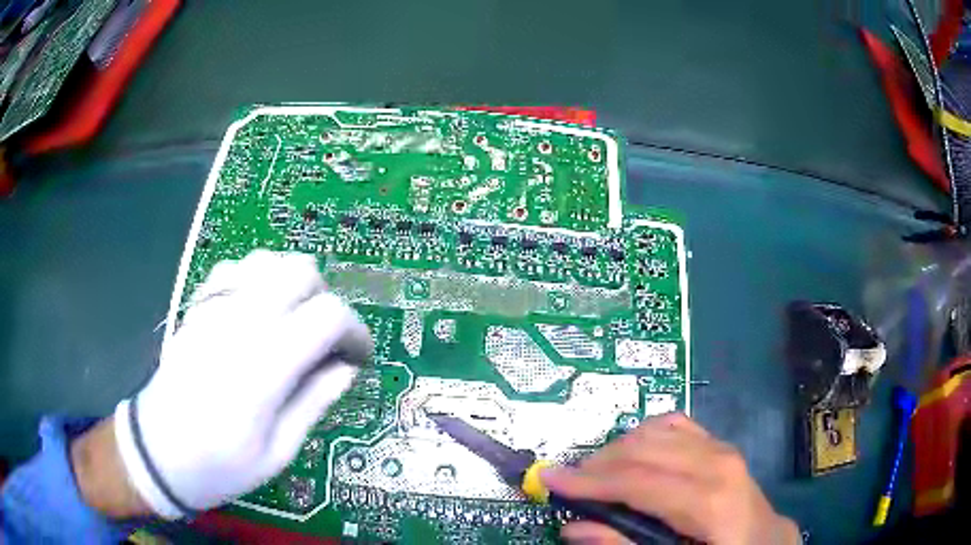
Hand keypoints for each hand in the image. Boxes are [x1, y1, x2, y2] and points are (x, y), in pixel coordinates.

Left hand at [111, 250, 372, 517]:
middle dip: (325, 300)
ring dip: (292, 285)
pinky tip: (256, 311)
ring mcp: (214, 308)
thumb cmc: (220, 464)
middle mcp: (240, 322)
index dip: (355, 330)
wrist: (158, 451)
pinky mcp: (197, 307)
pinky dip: (257, 280)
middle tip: (323, 341)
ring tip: (292, 323)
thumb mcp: (278, 452)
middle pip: (301, 271)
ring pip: (269, 260)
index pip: (327, 315)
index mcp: (264, 366)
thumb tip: (346, 368)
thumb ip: (314, 402)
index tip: (357, 357)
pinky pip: (235, 268)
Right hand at [541, 413, 799, 544]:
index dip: (589, 481)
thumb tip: (575, 527)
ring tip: (595, 476)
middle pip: (642, 450)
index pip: (639, 481)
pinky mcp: (719, 444)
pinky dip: (643, 436)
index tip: (549, 479)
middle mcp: (716, 463)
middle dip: (596, 464)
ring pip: (654, 431)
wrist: (765, 539)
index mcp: (709, 500)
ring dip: (616, 450)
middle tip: (567, 485)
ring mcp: (720, 448)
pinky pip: (673, 425)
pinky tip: (632, 456)